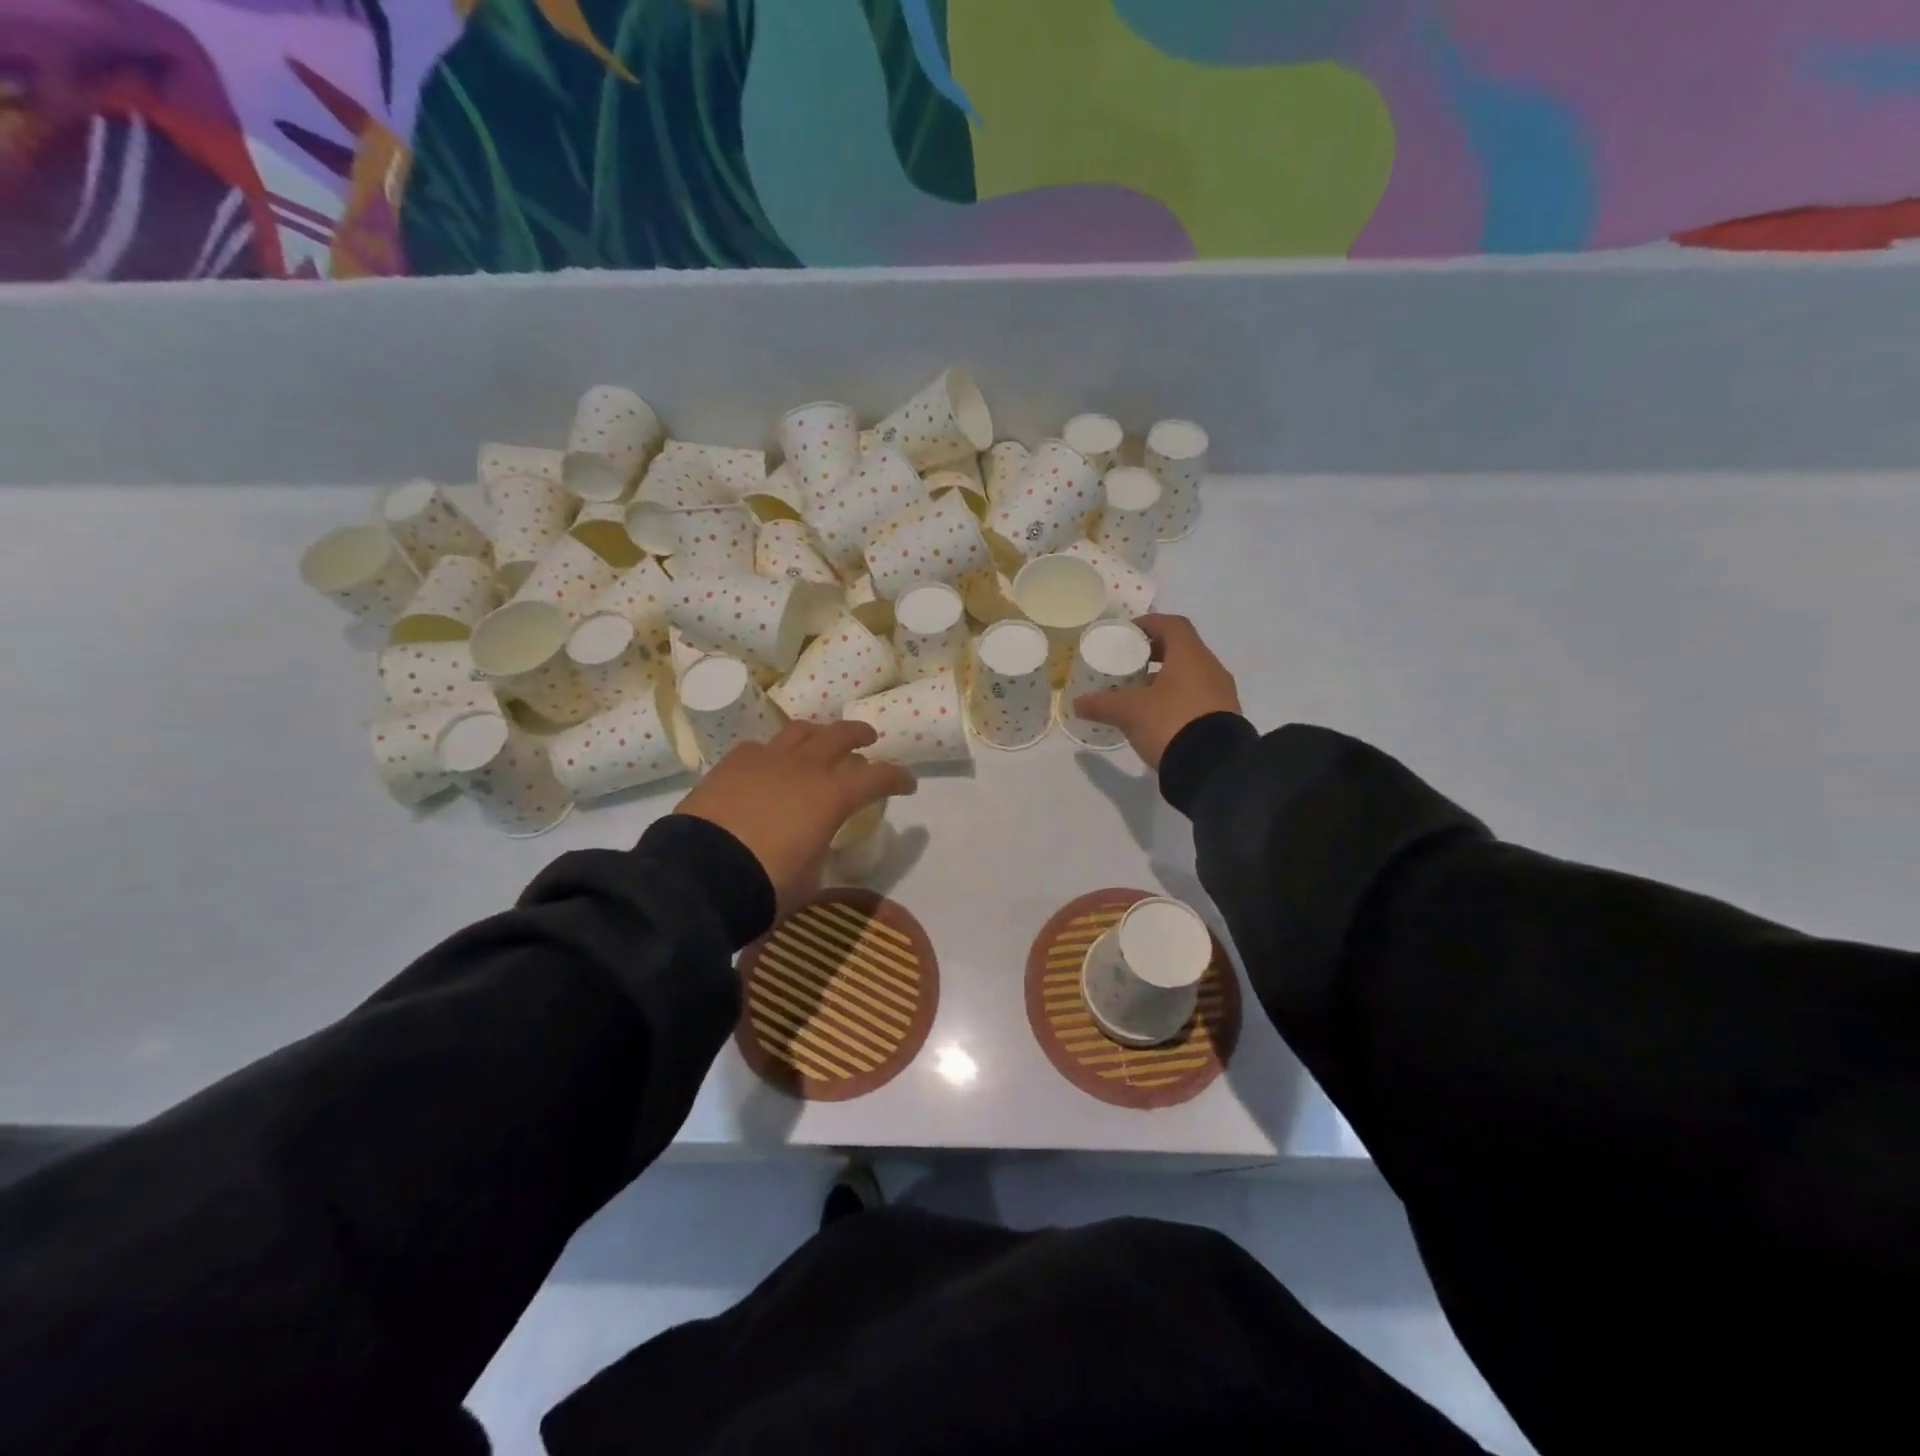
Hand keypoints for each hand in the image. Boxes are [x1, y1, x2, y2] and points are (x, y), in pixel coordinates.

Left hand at [677, 721, 916, 921]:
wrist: (698, 877)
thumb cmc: (765, 886)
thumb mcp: (810, 880)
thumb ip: (820, 855)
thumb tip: (816, 849)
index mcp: (831, 796)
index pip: (878, 777)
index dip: (898, 778)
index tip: (908, 784)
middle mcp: (803, 768)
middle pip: (840, 735)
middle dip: (860, 735)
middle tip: (869, 739)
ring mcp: (764, 761)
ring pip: (800, 731)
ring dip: (819, 733)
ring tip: (821, 739)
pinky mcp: (731, 765)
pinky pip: (760, 747)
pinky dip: (775, 752)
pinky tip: (770, 763)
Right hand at [1072, 614, 1241, 769]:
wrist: (1215, 769)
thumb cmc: (1170, 723)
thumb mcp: (1129, 712)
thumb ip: (1102, 704)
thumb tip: (1078, 703)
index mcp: (1190, 655)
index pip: (1171, 624)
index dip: (1148, 624)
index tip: (1127, 634)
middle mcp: (1210, 668)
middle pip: (1181, 649)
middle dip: (1154, 653)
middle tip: (1129, 664)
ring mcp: (1221, 694)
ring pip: (1190, 675)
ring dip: (1165, 679)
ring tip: (1139, 694)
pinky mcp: (1224, 718)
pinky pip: (1197, 697)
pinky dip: (1176, 699)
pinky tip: (1158, 717)